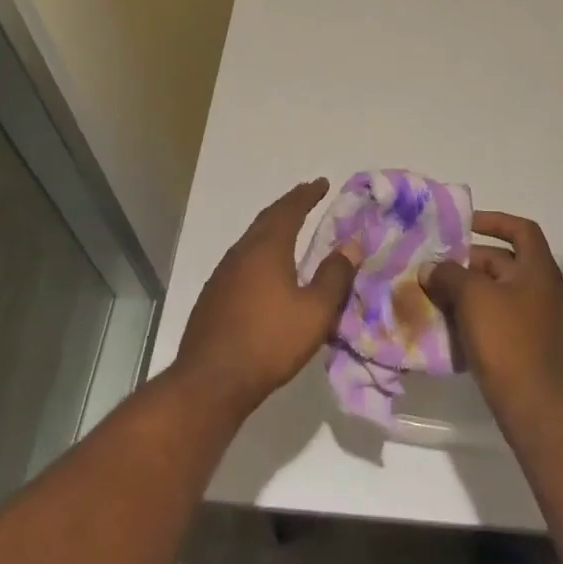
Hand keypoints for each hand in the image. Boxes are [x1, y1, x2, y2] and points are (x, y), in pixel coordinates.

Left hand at [173, 179, 360, 421]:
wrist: (211, 381)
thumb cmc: (269, 342)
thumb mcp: (315, 312)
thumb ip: (335, 276)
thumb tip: (351, 245)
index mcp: (267, 248)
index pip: (289, 209)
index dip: (307, 195)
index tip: (321, 183)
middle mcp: (241, 252)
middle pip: (267, 219)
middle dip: (288, 206)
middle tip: (307, 197)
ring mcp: (222, 274)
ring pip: (251, 240)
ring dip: (272, 228)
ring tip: (289, 229)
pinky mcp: (213, 296)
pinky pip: (241, 260)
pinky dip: (259, 251)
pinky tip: (265, 269)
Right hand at [424, 210, 562, 418]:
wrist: (531, 404)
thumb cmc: (506, 339)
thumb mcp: (472, 297)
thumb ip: (448, 274)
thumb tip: (430, 268)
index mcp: (537, 269)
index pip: (520, 229)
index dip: (493, 221)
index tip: (463, 226)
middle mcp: (540, 288)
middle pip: (502, 261)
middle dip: (467, 261)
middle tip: (434, 265)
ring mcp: (533, 317)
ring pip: (494, 290)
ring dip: (465, 288)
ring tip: (433, 291)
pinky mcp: (523, 342)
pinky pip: (494, 315)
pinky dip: (472, 312)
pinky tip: (445, 320)